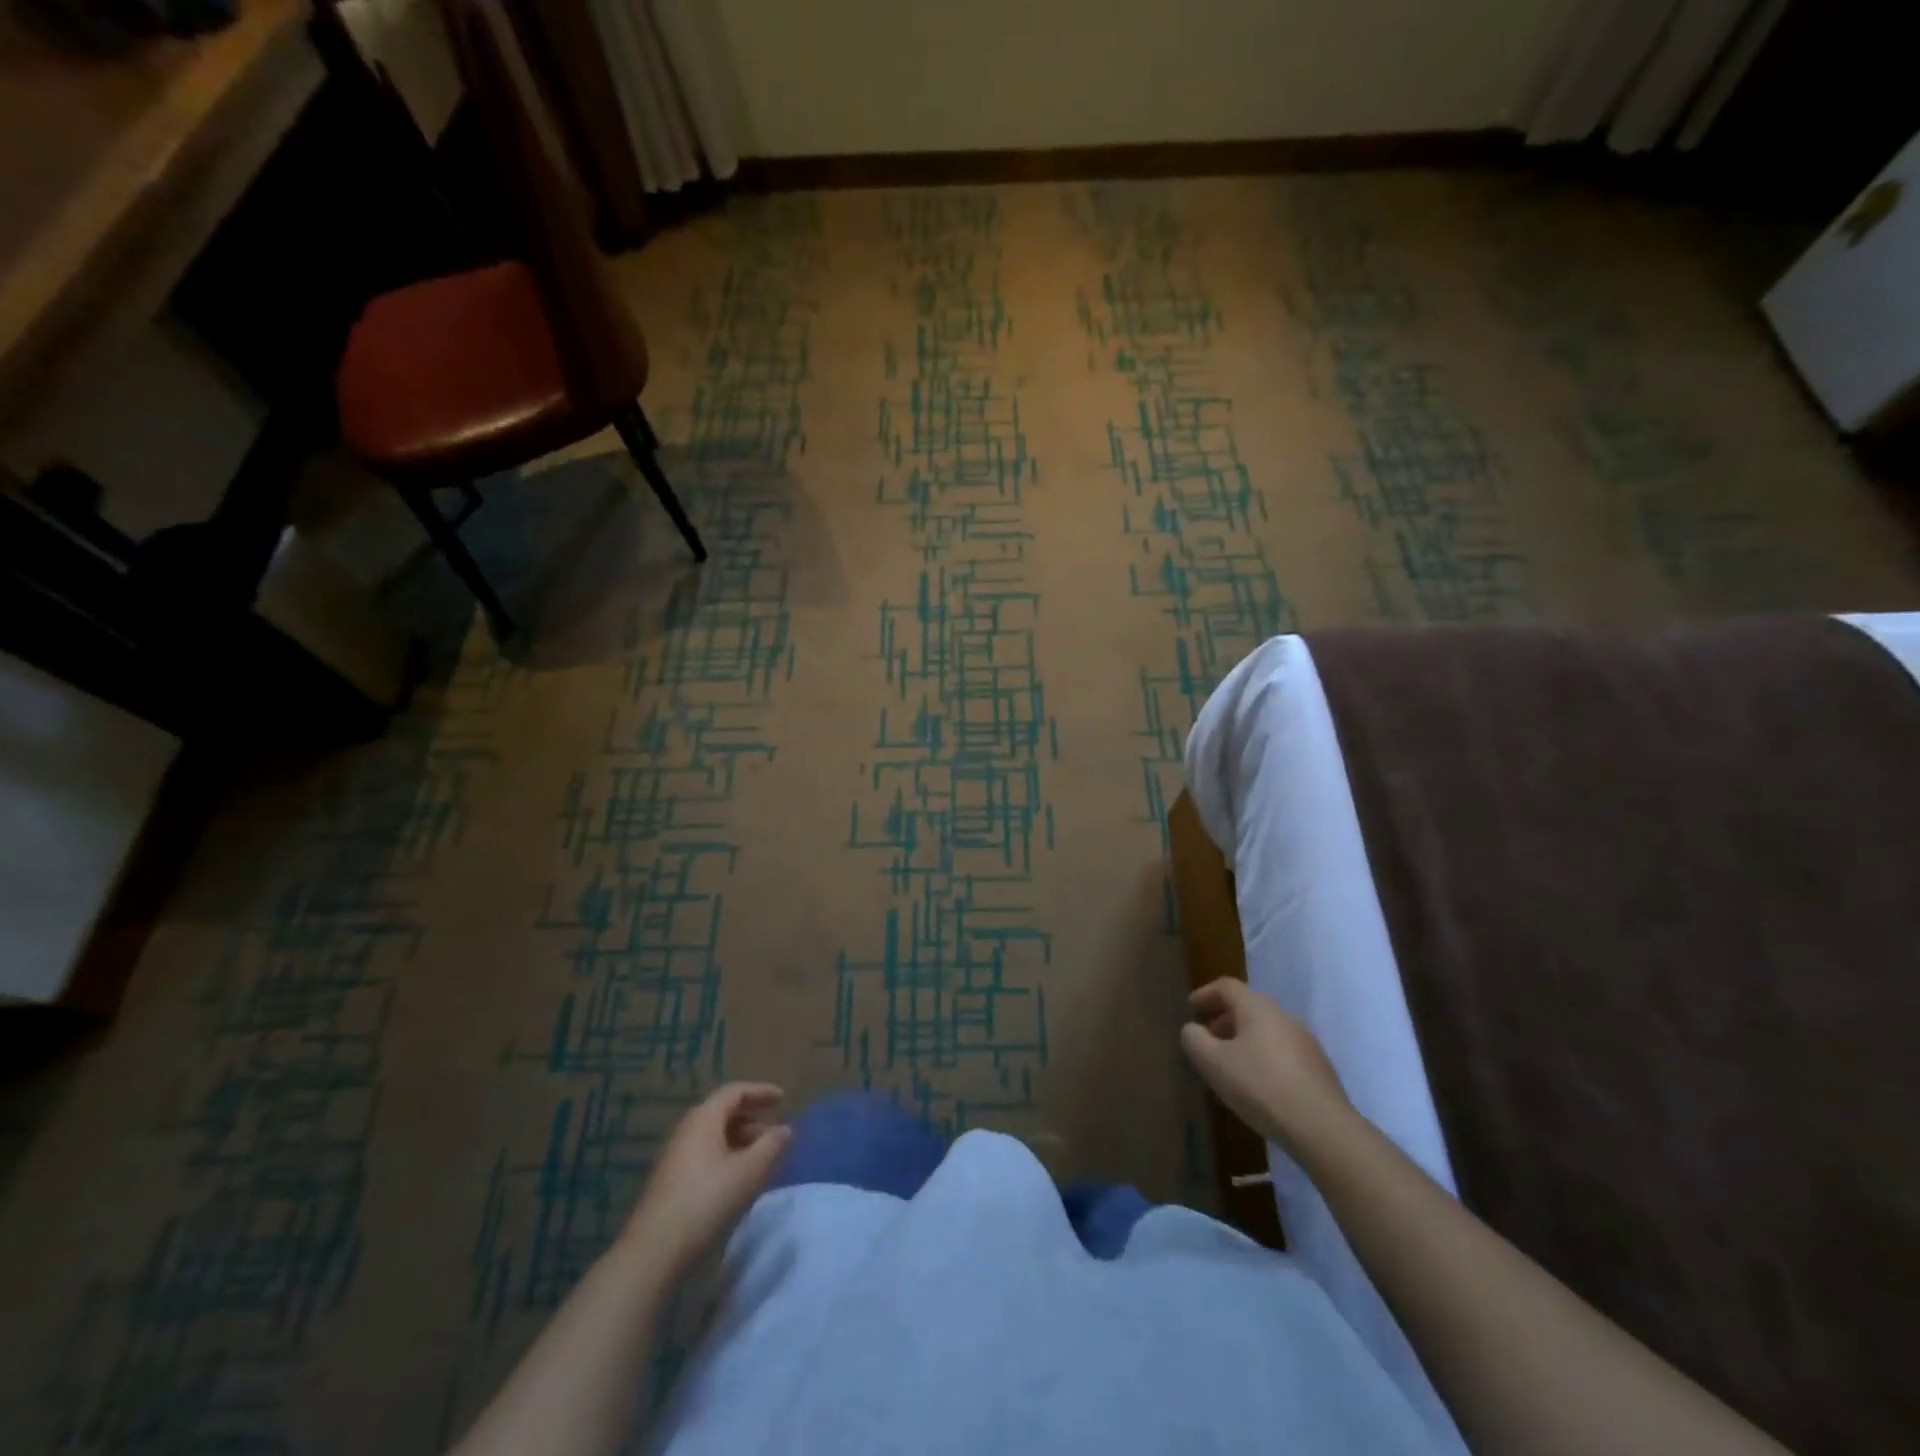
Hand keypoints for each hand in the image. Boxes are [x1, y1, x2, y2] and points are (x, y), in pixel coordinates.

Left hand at [623, 1083, 791, 1273]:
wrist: (653, 1252)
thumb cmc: (706, 1202)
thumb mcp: (748, 1172)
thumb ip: (771, 1146)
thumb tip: (785, 1129)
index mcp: (704, 1118)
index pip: (735, 1091)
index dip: (761, 1092)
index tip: (783, 1099)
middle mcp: (687, 1129)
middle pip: (724, 1111)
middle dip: (753, 1118)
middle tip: (775, 1132)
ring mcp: (676, 1155)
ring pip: (715, 1134)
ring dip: (741, 1139)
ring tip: (762, 1158)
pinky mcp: (672, 1179)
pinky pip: (706, 1153)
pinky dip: (728, 1155)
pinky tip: (739, 1178)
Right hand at [1180, 979, 1352, 1155]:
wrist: (1323, 1129)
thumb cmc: (1260, 1086)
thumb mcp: (1213, 1063)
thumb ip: (1194, 1040)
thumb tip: (1192, 1029)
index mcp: (1257, 1008)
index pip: (1227, 987)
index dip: (1205, 994)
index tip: (1191, 1008)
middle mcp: (1284, 1017)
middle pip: (1248, 1008)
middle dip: (1223, 1021)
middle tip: (1206, 1040)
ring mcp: (1306, 1043)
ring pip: (1266, 1033)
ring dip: (1243, 1042)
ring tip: (1229, 1068)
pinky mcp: (1319, 1070)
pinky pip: (1281, 1054)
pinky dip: (1262, 1060)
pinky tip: (1256, 1088)